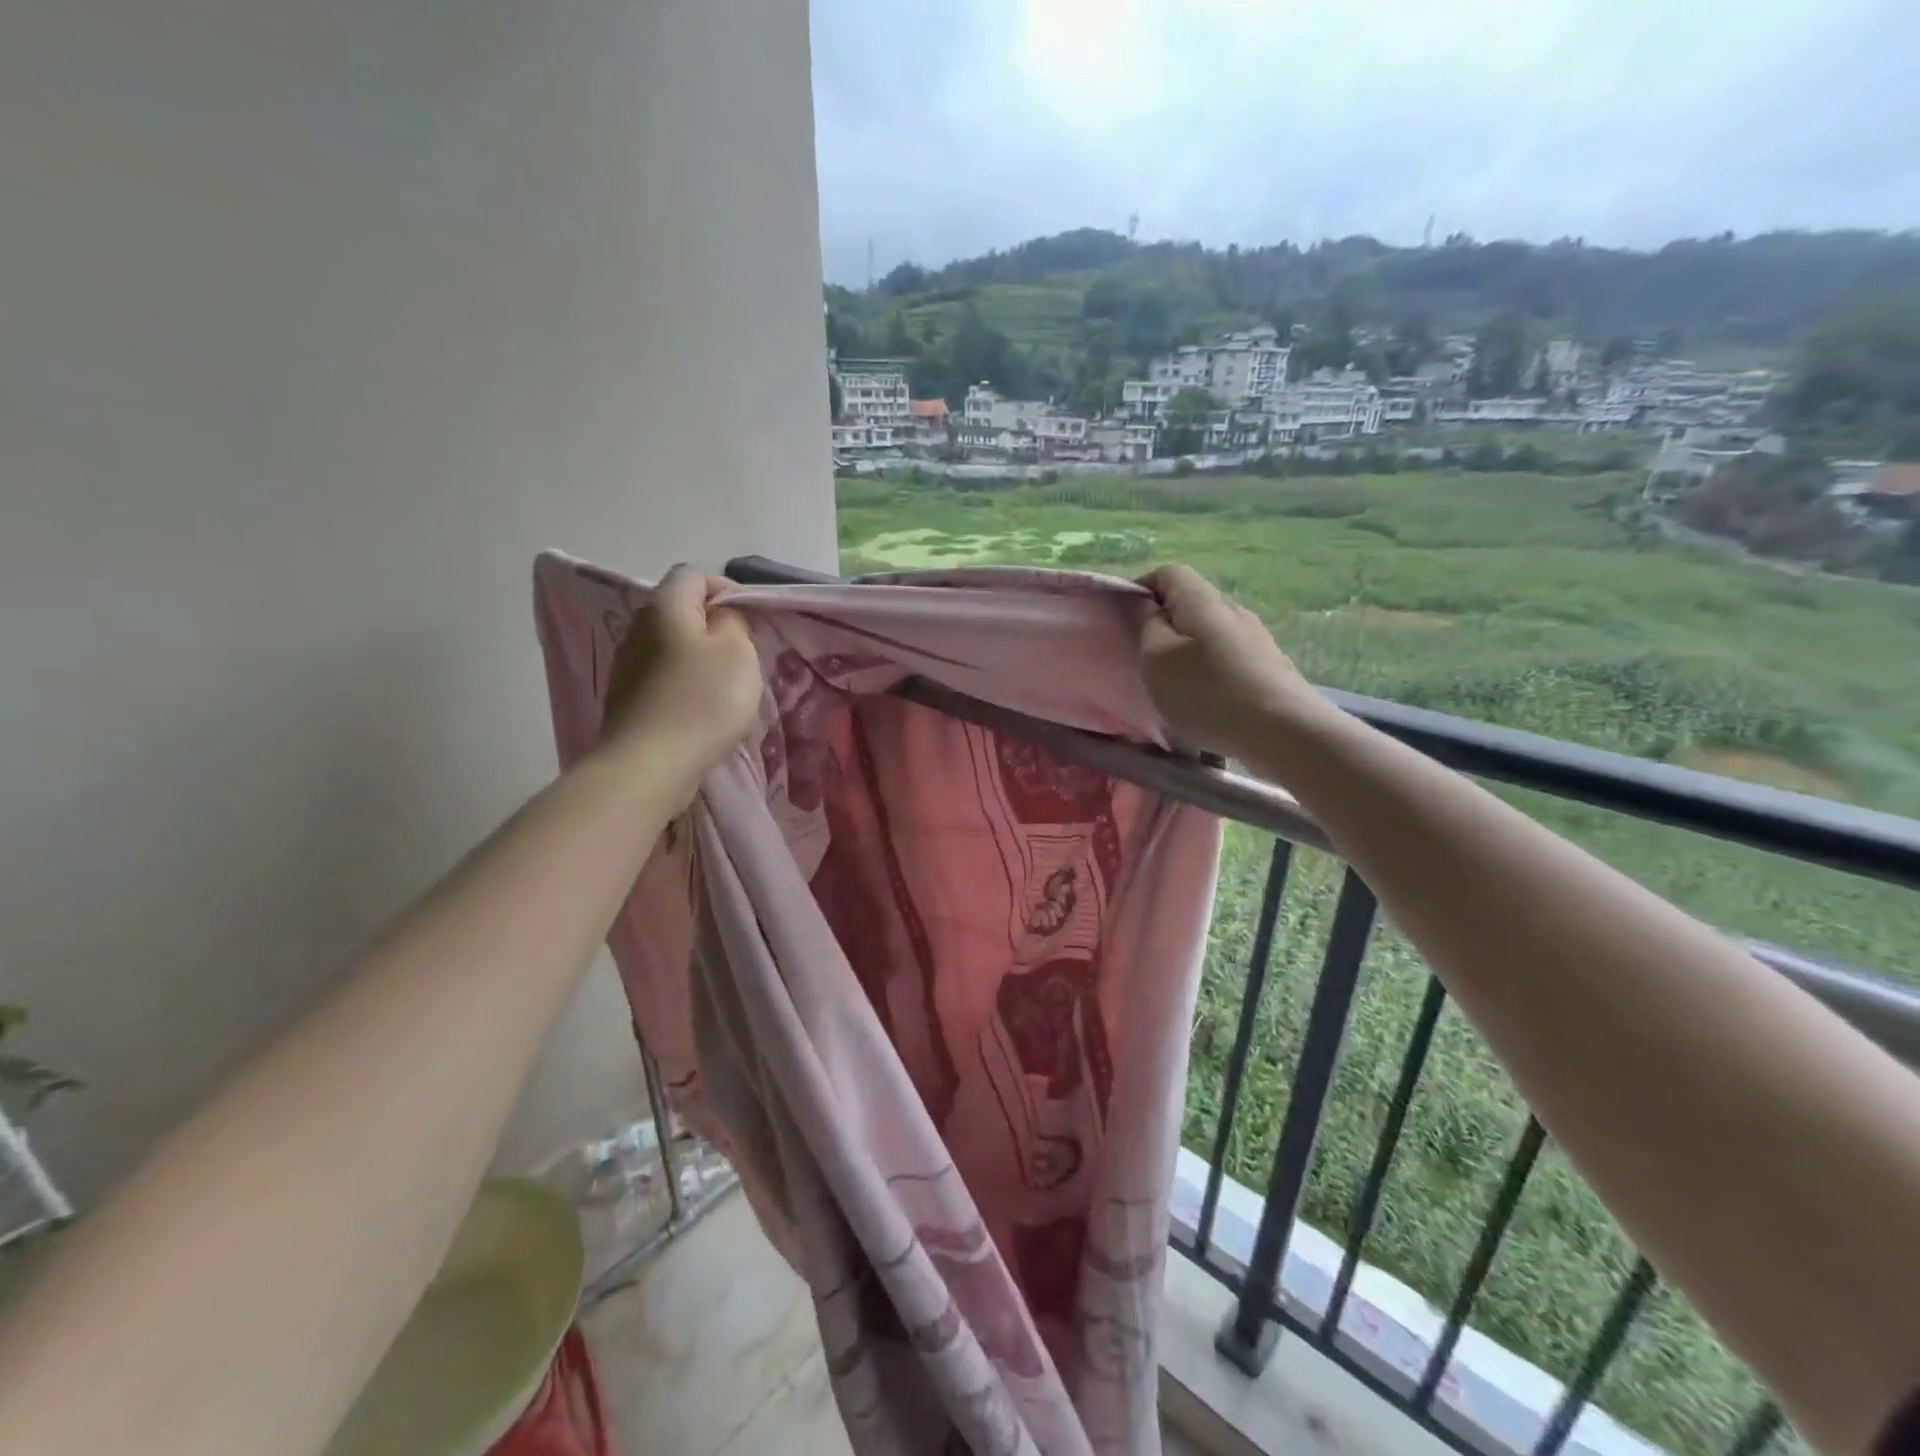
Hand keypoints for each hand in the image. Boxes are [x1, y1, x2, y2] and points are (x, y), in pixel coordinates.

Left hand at [600, 565, 761, 796]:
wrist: (649, 765)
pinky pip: (664, 678)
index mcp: (665, 606)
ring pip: (673, 647)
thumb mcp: (737, 652)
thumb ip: (734, 621)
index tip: (752, 618)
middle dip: (716, 626)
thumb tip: (723, 615)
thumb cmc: (702, 700)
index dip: (727, 588)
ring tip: (728, 686)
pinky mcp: (628, 699)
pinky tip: (703, 711)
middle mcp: (638, 628)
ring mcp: (628, 665)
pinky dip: (686, 685)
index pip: (694, 574)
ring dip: (701, 659)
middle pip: (681, 610)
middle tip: (746, 653)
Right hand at [1138, 565, 1321, 760]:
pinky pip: (1227, 655)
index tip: (1122, 619)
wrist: (1283, 731)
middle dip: (1163, 621)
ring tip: (1173, 682)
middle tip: (1144, 655)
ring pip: (1210, 630)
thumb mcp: (1157, 659)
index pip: (1167, 573)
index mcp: (1201, 600)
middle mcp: (1233, 609)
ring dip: (1186, 648)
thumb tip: (1147, 606)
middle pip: (1191, 601)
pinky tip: (1206, 698)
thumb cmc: (1207, 692)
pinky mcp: (1268, 665)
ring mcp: (1256, 637)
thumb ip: (1146, 625)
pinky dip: (1208, 667)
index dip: (1140, 589)